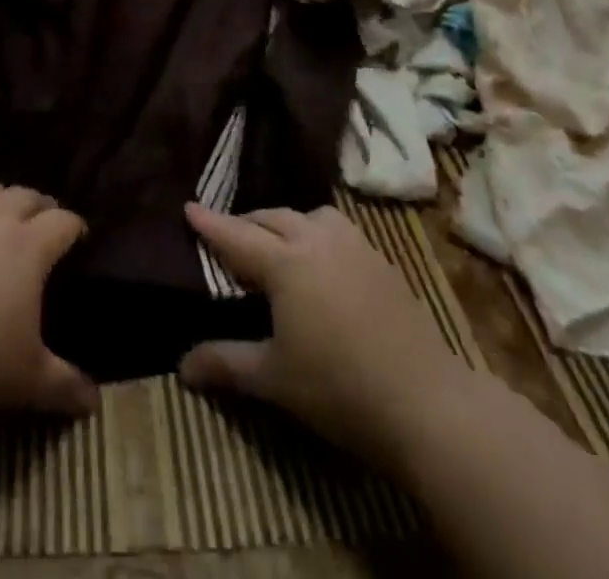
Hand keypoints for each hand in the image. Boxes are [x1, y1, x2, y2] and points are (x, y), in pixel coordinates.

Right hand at [180, 203, 465, 470]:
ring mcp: (354, 246)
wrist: (427, 403)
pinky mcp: (381, 260)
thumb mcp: (274, 379)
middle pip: (271, 218)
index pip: (236, 235)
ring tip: (278, 247)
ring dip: (286, 223)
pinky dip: (317, 234)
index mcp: (285, 262)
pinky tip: (322, 263)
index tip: (188, 206)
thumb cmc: (339, 388)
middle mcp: (316, 240)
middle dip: (246, 224)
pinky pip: (338, 230)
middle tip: (229, 241)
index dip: (210, 223)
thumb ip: (226, 364)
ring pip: (310, 215)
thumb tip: (182, 368)